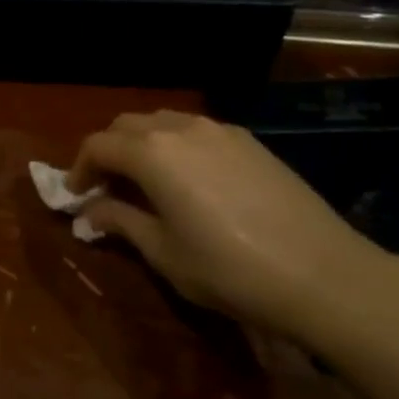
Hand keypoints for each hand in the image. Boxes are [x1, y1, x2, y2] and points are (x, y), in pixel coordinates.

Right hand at [68, 110, 398, 333]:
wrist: (324, 275)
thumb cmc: (228, 269)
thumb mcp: (163, 252)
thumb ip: (121, 222)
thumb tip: (91, 212)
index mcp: (152, 153)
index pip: (98, 146)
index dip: (79, 169)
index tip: (74, 196)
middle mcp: (182, 129)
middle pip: (127, 126)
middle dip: (107, 152)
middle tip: (104, 188)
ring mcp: (221, 131)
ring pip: (164, 123)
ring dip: (142, 145)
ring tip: (143, 182)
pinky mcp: (251, 143)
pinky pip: (197, 131)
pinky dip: (176, 146)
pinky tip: (188, 181)